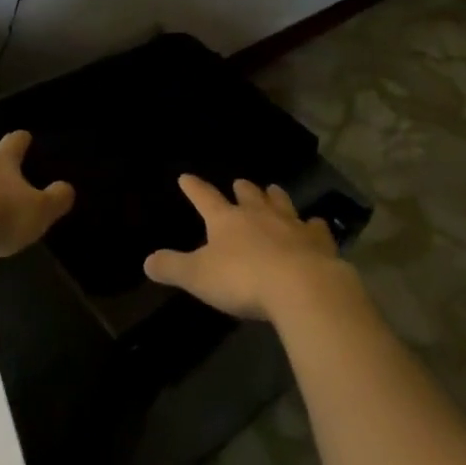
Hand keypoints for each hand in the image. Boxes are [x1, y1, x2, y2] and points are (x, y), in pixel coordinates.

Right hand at [143, 175, 349, 321]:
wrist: (302, 287)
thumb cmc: (243, 280)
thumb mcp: (198, 276)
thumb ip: (173, 267)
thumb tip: (146, 261)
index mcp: (227, 220)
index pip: (205, 198)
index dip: (194, 188)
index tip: (186, 177)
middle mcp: (258, 215)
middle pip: (248, 196)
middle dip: (242, 189)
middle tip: (240, 182)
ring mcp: (291, 225)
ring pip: (281, 203)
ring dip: (275, 197)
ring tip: (273, 190)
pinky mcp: (318, 242)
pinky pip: (315, 228)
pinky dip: (313, 225)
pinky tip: (316, 225)